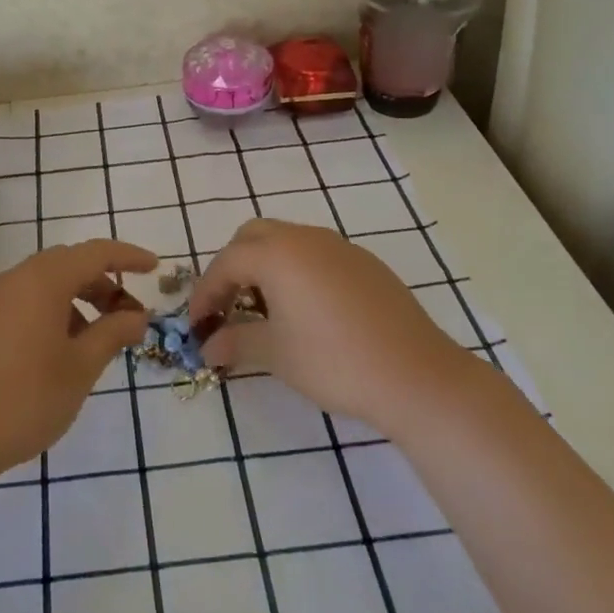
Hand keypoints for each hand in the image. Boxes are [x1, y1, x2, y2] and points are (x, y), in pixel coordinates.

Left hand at [0, 239, 157, 484]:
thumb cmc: (22, 398)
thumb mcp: (80, 368)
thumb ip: (112, 335)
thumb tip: (137, 316)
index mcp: (43, 279)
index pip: (95, 252)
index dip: (128, 257)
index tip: (155, 268)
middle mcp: (16, 279)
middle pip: (70, 266)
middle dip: (105, 285)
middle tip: (131, 317)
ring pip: (47, 286)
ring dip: (80, 302)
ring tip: (100, 340)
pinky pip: (27, 303)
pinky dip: (55, 314)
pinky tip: (63, 352)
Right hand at [190, 219, 468, 436]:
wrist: (416, 375)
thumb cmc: (334, 361)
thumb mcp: (276, 353)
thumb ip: (236, 341)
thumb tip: (208, 347)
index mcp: (277, 253)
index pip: (226, 263)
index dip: (205, 293)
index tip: (196, 324)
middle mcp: (306, 238)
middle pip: (254, 237)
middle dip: (233, 267)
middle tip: (227, 306)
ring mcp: (340, 247)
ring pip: (287, 241)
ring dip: (265, 266)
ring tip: (264, 310)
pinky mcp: (366, 264)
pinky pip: (317, 255)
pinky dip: (297, 272)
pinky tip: (306, 311)